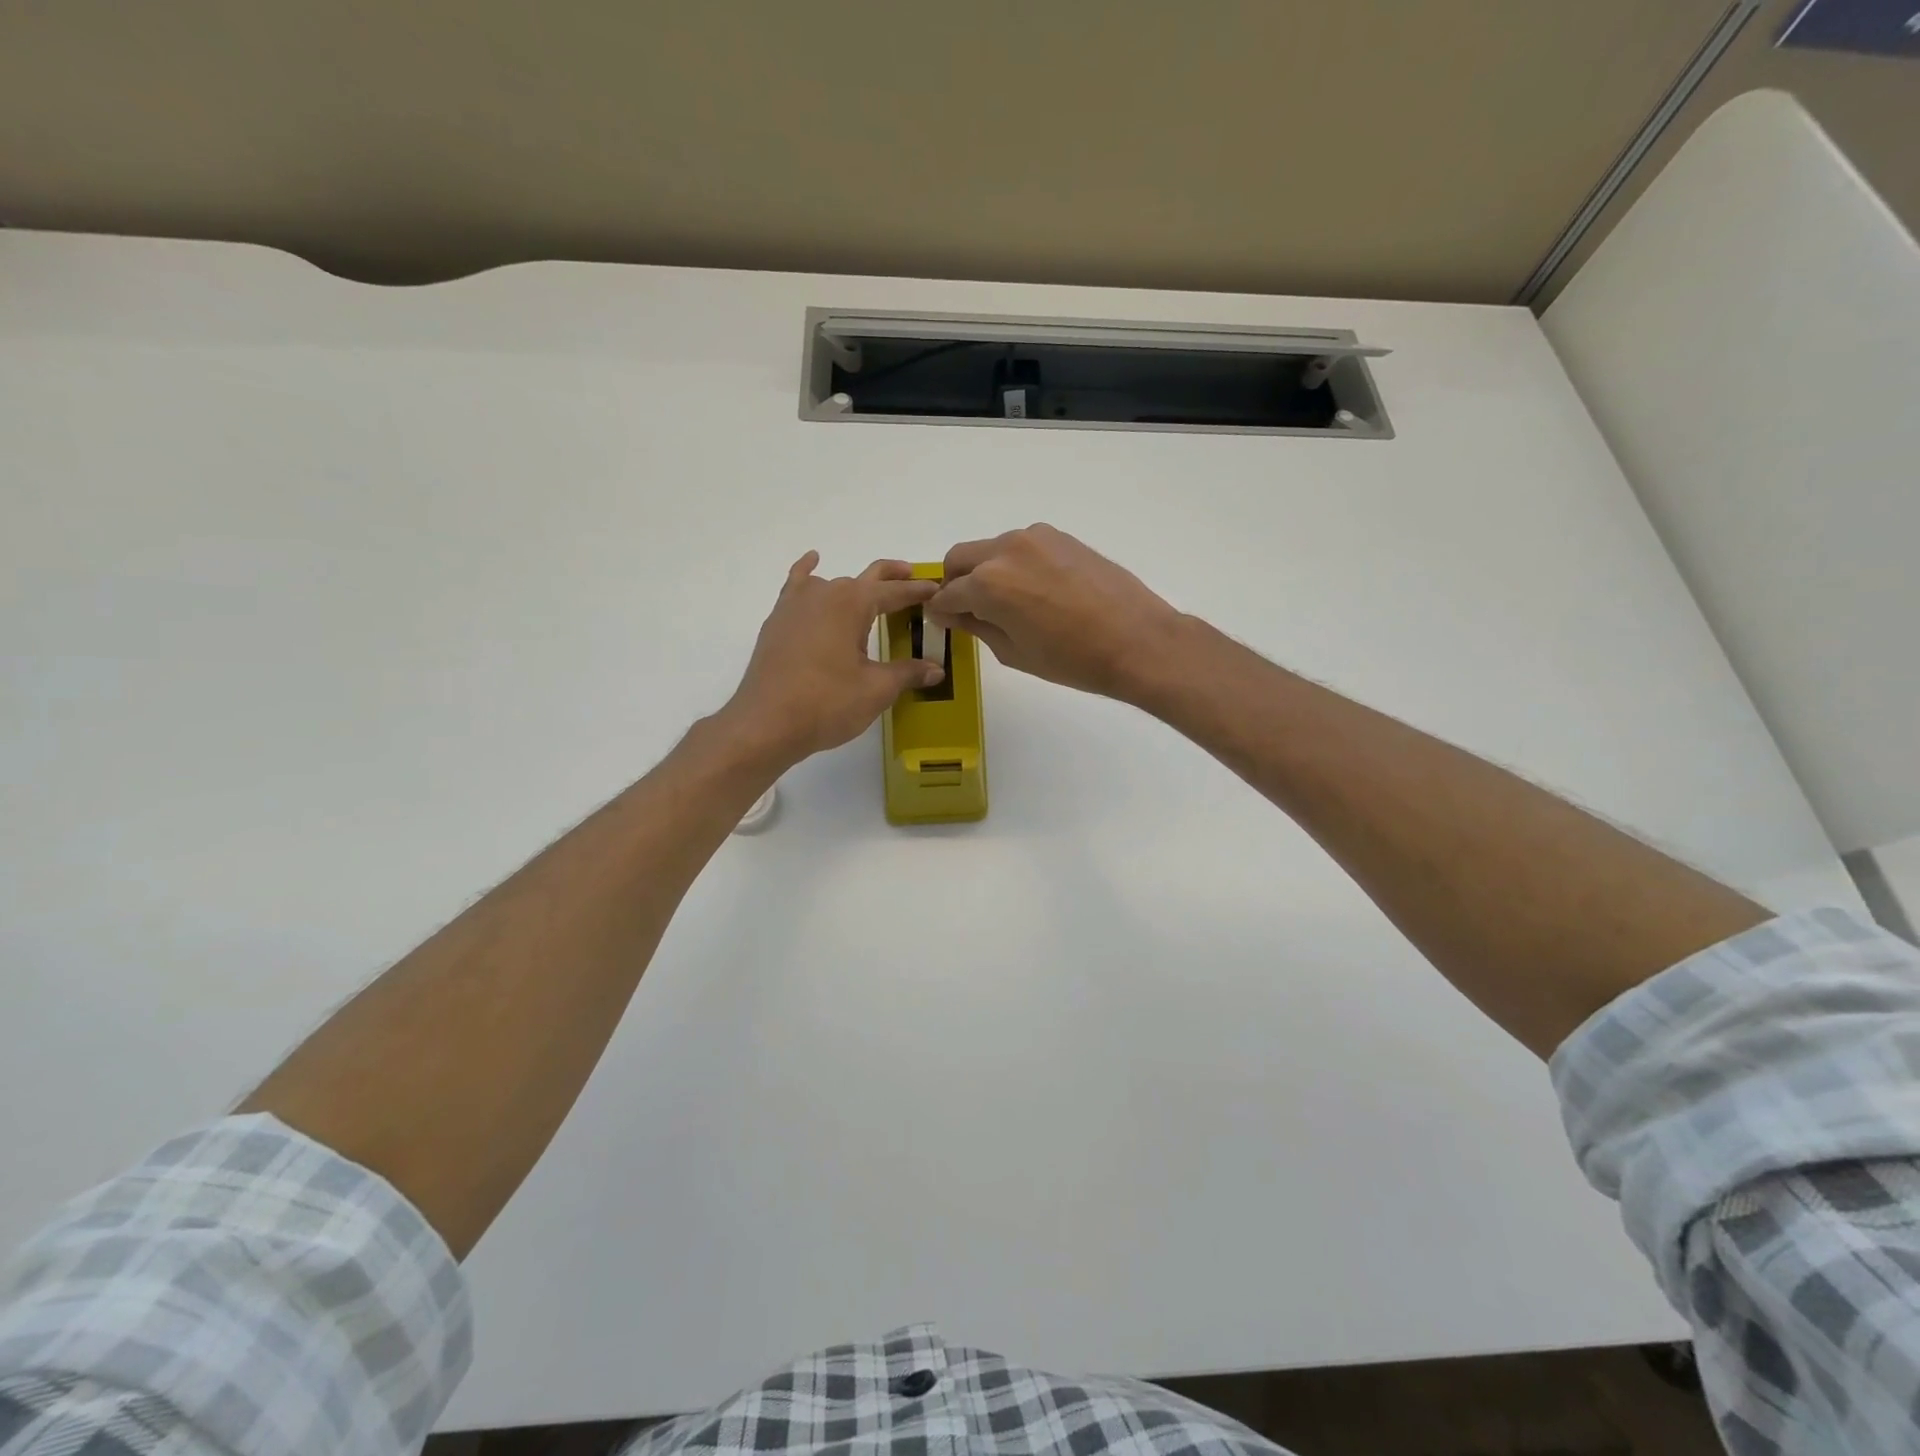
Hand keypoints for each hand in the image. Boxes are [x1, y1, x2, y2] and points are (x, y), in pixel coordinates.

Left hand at [722, 553, 944, 765]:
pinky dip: (808, 572)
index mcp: (853, 603)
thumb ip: (907, 673)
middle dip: (892, 578)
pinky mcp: (778, 621)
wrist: (766, 723)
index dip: (918, 591)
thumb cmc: (827, 703)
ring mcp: (796, 604)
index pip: (894, 592)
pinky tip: (813, 562)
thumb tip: (936, 670)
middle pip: (866, 578)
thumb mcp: (876, 689)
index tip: (937, 590)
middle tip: (914, 579)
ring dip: (856, 585)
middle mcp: (825, 592)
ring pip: (834, 583)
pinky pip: (797, 585)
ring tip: (872, 596)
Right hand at [926, 525, 1185, 702]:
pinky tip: (1037, 592)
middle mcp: (1005, 550)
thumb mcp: (1014, 653)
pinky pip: (1021, 547)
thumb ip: (978, 627)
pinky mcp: (1060, 537)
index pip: (948, 594)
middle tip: (968, 609)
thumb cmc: (1072, 659)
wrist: (1136, 640)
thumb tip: (958, 614)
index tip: (944, 621)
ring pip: (991, 549)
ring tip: (1009, 603)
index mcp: (988, 583)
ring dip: (986, 571)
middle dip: (956, 582)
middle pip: (961, 558)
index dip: (941, 611)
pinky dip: (1015, 564)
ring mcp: (1035, 538)